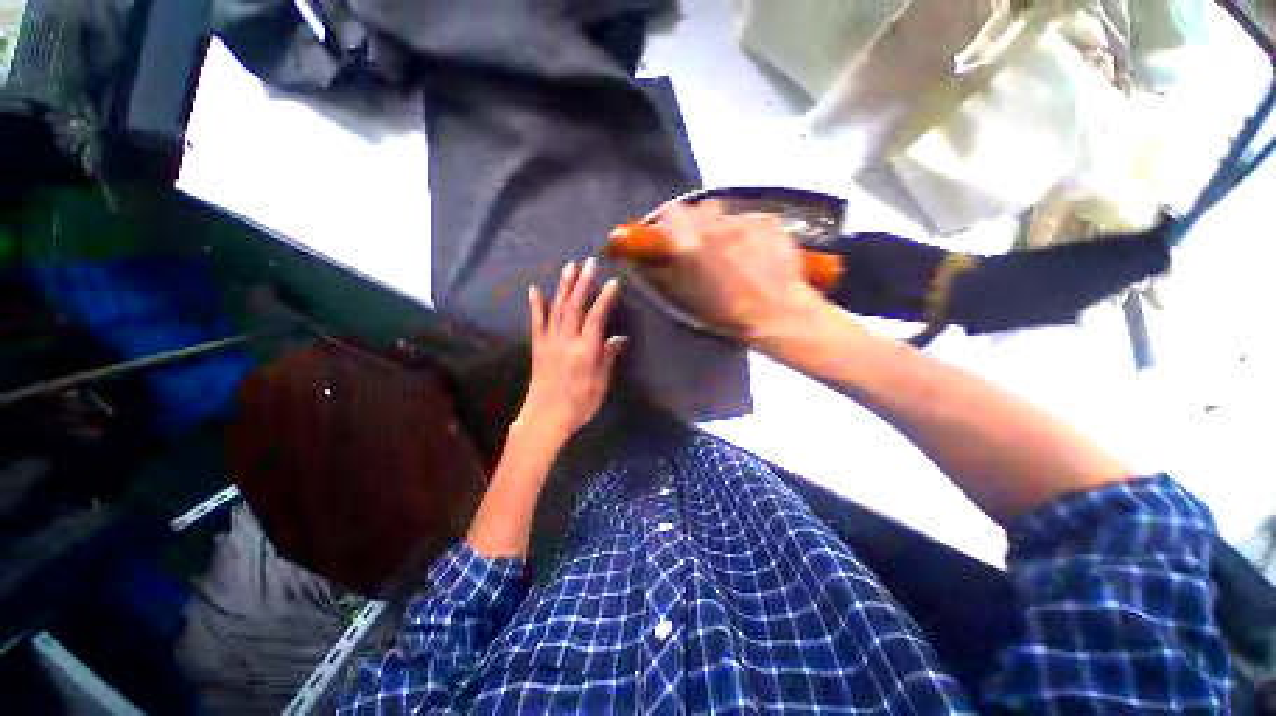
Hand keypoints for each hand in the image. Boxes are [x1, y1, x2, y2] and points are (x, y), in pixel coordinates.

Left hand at [515, 258, 626, 445]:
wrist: (544, 419)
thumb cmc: (578, 405)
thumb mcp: (600, 385)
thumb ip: (608, 358)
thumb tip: (619, 336)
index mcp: (585, 350)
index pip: (597, 317)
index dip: (605, 298)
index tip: (613, 282)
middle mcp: (566, 340)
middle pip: (575, 306)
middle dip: (583, 282)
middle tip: (589, 262)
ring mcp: (549, 342)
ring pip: (557, 308)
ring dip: (564, 286)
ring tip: (570, 267)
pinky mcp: (538, 347)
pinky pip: (536, 322)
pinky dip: (536, 305)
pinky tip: (534, 290)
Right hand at [646, 202, 824, 341]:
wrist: (772, 310)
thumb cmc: (722, 309)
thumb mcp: (683, 294)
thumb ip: (664, 271)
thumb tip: (651, 261)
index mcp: (690, 240)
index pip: (670, 212)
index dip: (669, 221)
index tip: (671, 233)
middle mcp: (715, 223)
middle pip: (700, 208)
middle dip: (698, 221)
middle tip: (703, 242)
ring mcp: (744, 221)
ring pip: (727, 213)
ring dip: (724, 226)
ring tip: (732, 248)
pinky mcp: (769, 223)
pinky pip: (752, 220)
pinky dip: (749, 232)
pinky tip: (756, 251)